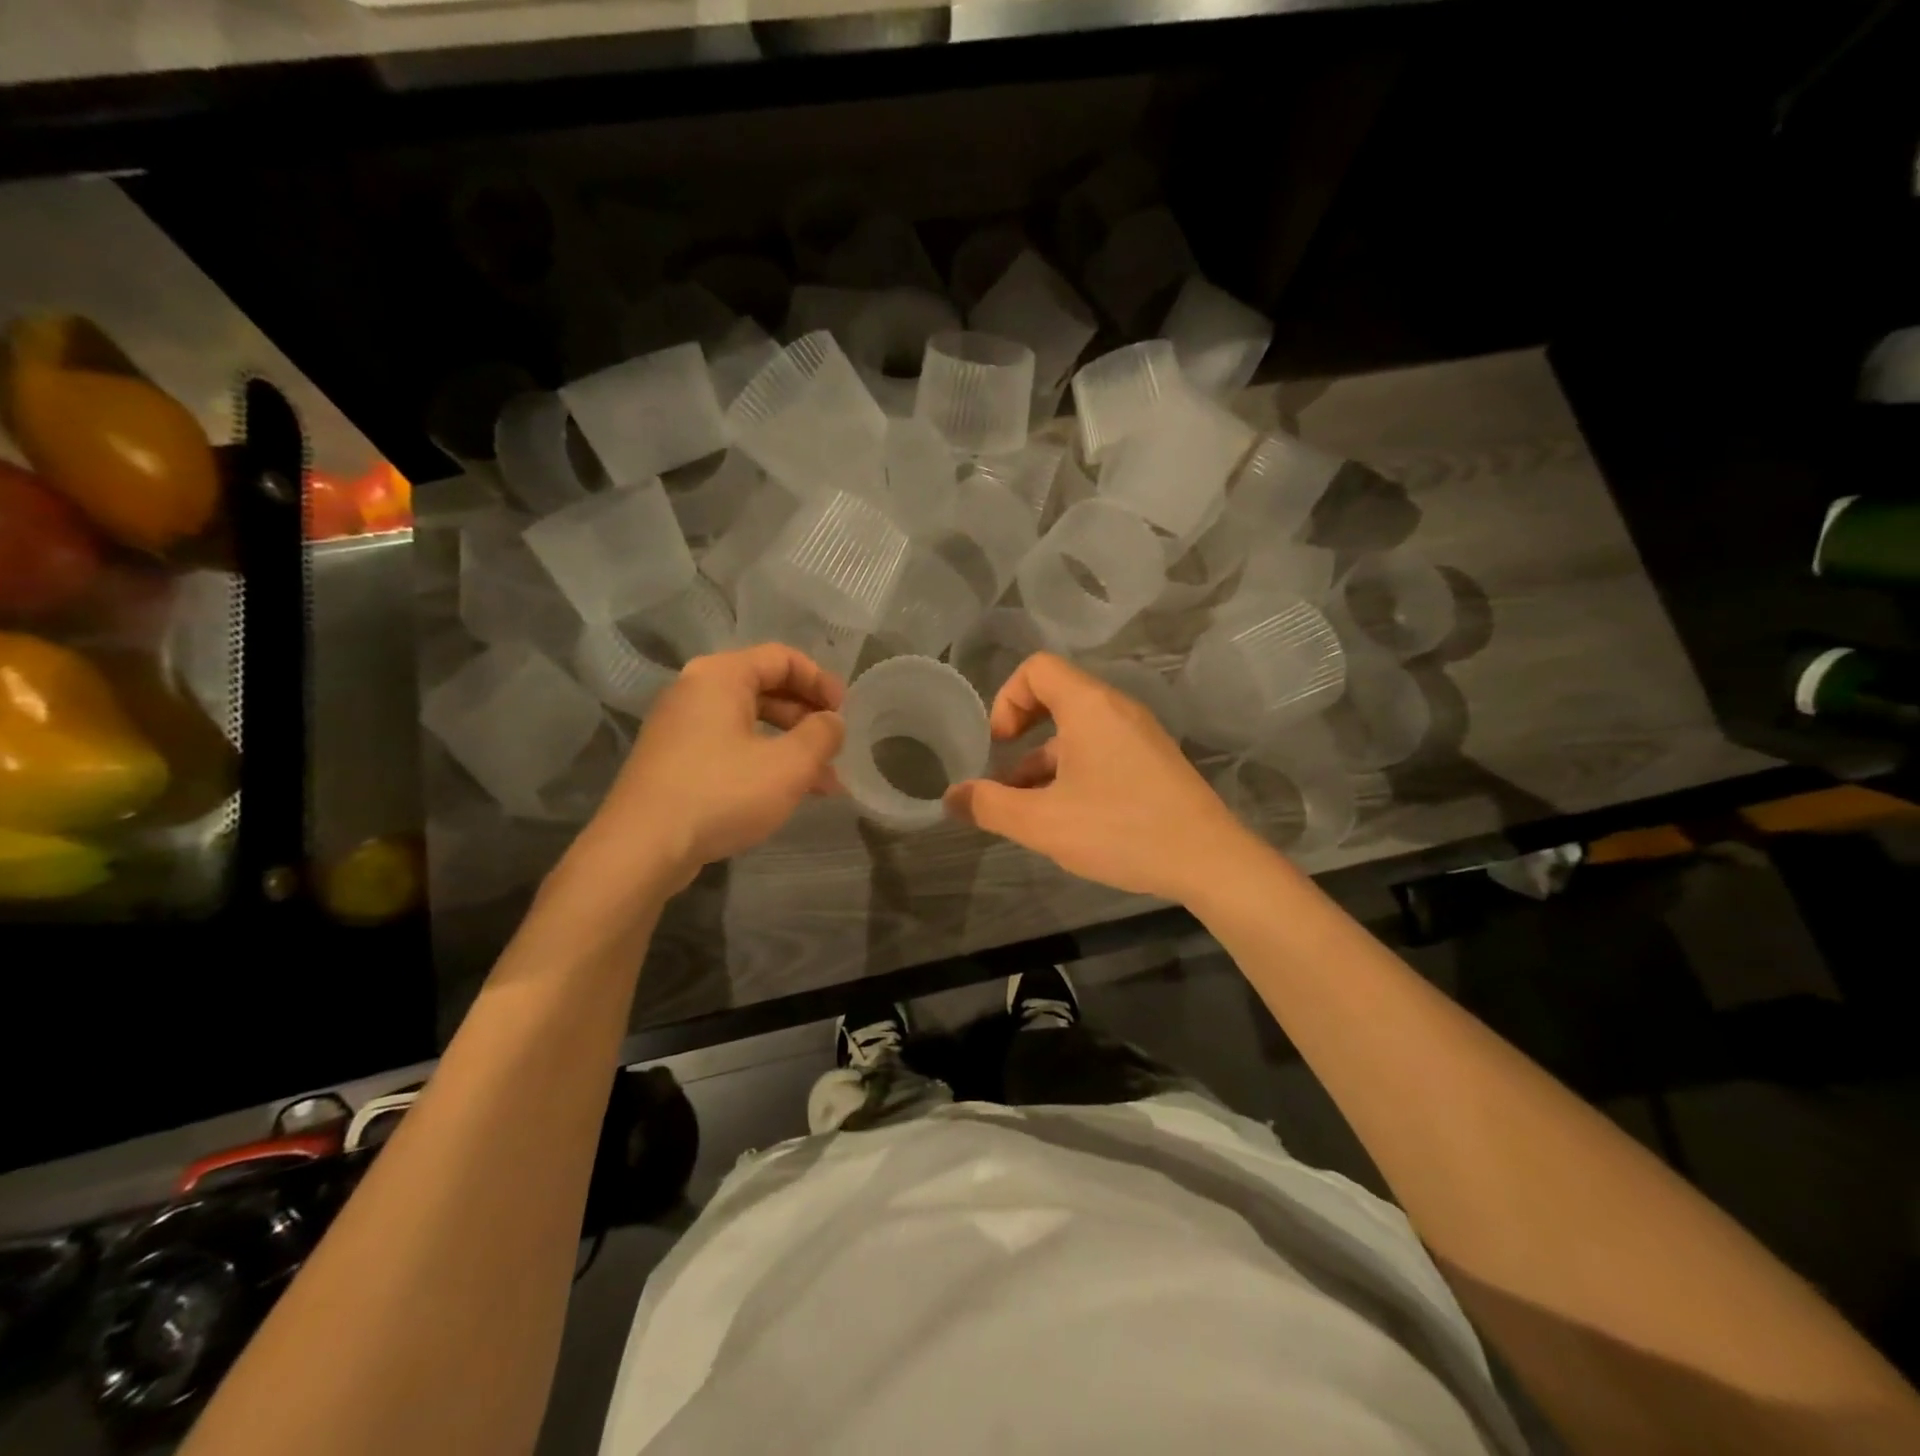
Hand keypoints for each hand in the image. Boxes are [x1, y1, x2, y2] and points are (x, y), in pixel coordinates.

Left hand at [579, 644, 845, 889]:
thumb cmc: (721, 793)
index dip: (820, 680)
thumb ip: (821, 735)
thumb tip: (832, 722)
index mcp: (720, 676)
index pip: (782, 658)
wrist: (641, 849)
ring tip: (824, 783)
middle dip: (808, 718)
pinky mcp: (674, 761)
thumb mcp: (788, 765)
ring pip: (749, 723)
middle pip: (765, 688)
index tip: (844, 712)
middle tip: (835, 746)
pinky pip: (729, 747)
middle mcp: (695, 691)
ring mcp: (680, 727)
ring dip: (791, 746)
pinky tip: (787, 794)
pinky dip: (762, 761)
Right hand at [943, 652, 1258, 902]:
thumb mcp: (1043, 823)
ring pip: (1078, 730)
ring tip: (1027, 807)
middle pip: (1057, 696)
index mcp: (1089, 707)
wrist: (1209, 861)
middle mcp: (1117, 709)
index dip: (1006, 698)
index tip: (999, 743)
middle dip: (1022, 731)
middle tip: (1005, 771)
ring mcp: (1140, 735)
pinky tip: (1067, 816)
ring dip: (1045, 759)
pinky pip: (1102, 749)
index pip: (1037, 668)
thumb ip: (990, 806)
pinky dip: (1074, 770)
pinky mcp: (1154, 761)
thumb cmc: (1121, 830)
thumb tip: (951, 798)